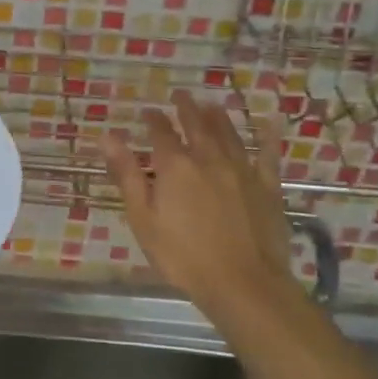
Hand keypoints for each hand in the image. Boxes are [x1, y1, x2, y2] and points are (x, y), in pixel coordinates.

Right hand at [102, 90, 299, 324]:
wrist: (242, 284)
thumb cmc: (183, 256)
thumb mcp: (143, 218)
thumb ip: (127, 175)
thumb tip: (108, 136)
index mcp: (175, 166)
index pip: (161, 133)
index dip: (154, 120)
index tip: (148, 111)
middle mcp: (209, 158)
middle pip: (196, 125)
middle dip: (186, 108)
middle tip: (181, 95)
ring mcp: (242, 170)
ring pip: (228, 134)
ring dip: (218, 117)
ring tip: (211, 105)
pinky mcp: (267, 187)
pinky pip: (267, 154)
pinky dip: (267, 137)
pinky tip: (270, 123)